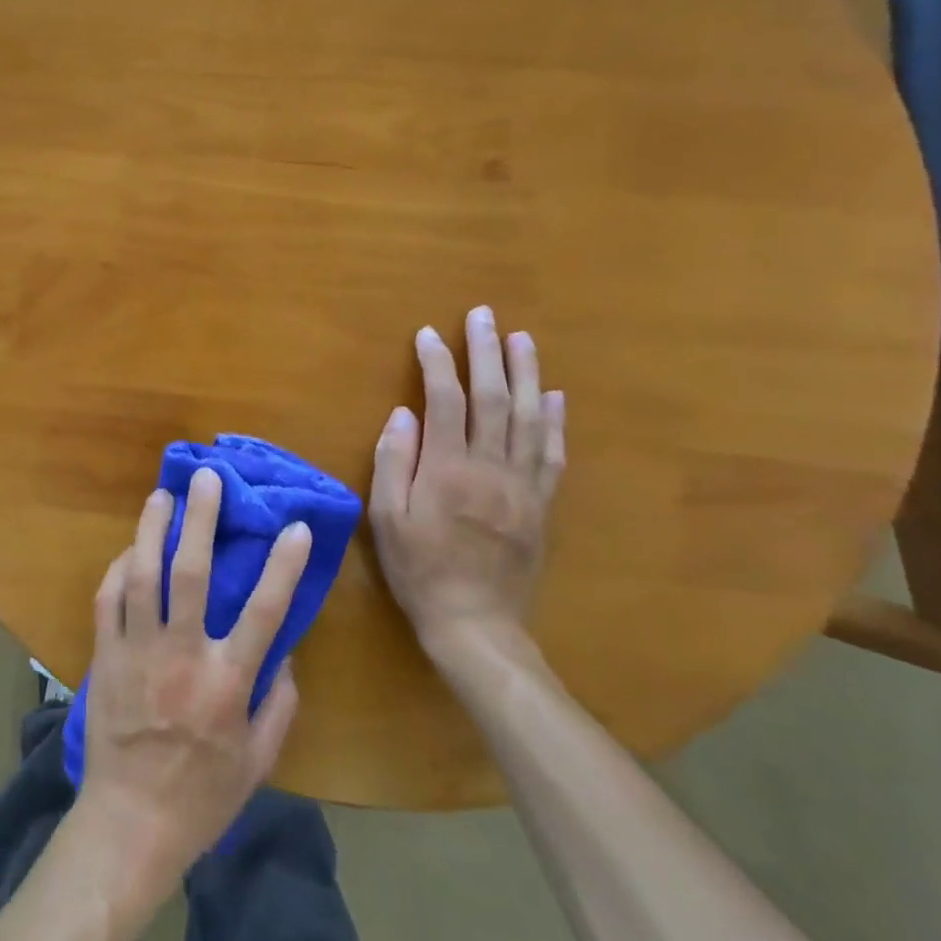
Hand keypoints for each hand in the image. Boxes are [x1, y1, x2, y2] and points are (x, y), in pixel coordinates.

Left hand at [76, 467, 311, 891]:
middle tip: (208, 478)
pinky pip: (108, 600)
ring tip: (162, 495)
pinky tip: (130, 549)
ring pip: (142, 576)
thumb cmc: (201, 797)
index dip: (282, 566)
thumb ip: (279, 706)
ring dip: (152, 530)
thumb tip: (286, 655)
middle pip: (190, 574)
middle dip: (200, 520)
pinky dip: (118, 569)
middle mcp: (181, 657)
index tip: (295, 527)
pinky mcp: (105, 657)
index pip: (263, 613)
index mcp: (226, 684)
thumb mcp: (258, 763)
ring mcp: (138, 652)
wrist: (129, 824)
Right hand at [369, 305, 564, 653]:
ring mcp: (522, 485)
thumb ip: (394, 461)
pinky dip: (555, 421)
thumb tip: (403, 413)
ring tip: (522, 339)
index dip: (436, 362)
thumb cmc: (419, 569)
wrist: (475, 623)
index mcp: (446, 470)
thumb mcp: (386, 518)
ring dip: (526, 374)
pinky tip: (554, 395)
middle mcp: (490, 468)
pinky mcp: (542, 504)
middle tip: (483, 316)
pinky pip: (553, 455)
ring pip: (529, 418)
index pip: (444, 400)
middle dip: (487, 352)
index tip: (428, 334)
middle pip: (493, 398)